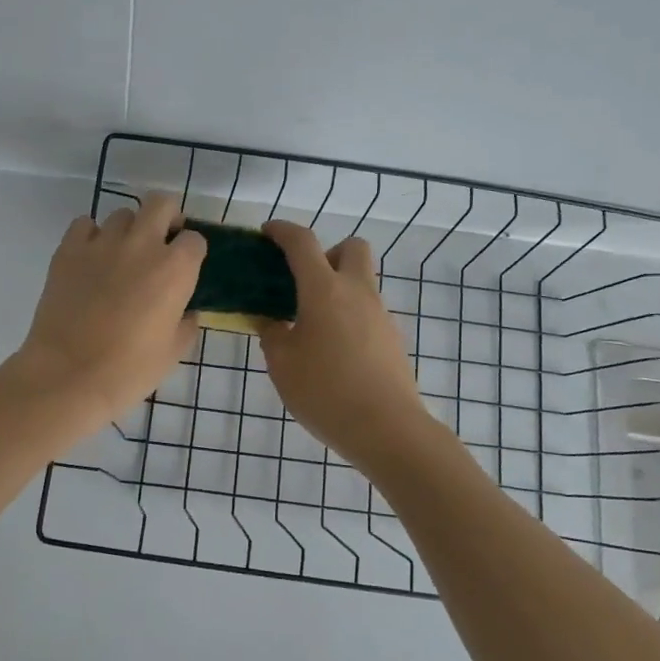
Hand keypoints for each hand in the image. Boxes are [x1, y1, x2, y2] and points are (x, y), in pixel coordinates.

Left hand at [8, 192, 206, 432]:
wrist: (68, 376)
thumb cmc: (129, 370)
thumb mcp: (173, 352)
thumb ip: (186, 324)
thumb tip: (186, 311)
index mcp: (175, 269)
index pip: (195, 240)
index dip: (192, 253)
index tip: (185, 268)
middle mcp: (142, 245)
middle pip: (161, 204)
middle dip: (167, 217)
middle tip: (161, 242)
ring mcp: (102, 243)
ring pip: (122, 214)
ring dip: (128, 230)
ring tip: (121, 256)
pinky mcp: (68, 250)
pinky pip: (84, 224)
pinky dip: (90, 235)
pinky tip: (90, 259)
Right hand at [258, 221, 436, 473]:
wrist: (387, 429)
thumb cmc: (325, 392)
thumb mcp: (282, 364)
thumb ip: (272, 334)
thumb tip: (271, 320)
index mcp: (324, 290)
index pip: (302, 243)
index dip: (283, 231)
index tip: (268, 233)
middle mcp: (357, 292)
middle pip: (351, 247)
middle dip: (327, 253)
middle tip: (304, 283)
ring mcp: (380, 315)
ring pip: (361, 282)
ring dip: (338, 289)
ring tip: (312, 327)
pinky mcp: (392, 339)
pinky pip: (368, 312)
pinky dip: (349, 316)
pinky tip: (333, 352)